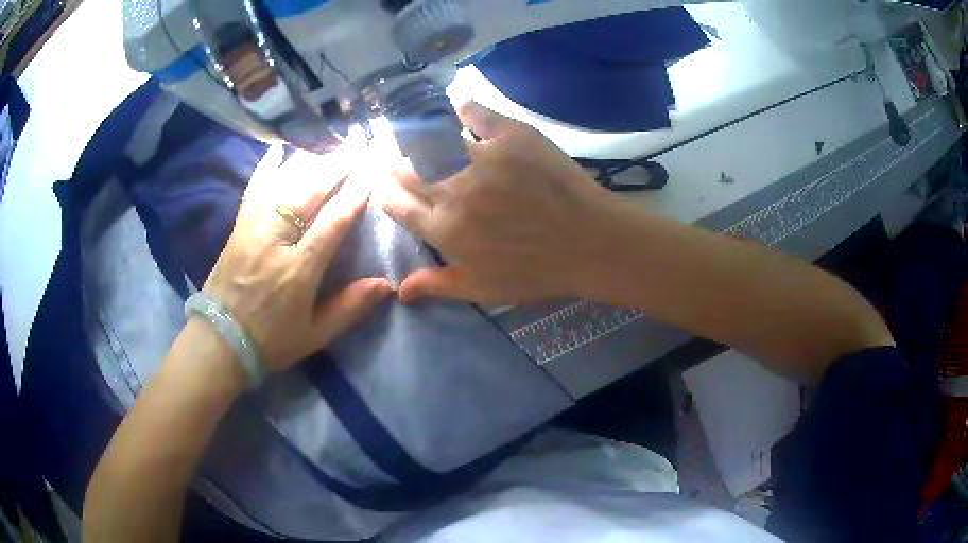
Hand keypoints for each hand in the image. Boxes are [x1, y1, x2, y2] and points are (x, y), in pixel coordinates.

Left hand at [202, 146, 392, 372]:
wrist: (219, 342)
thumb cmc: (270, 341)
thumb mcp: (314, 335)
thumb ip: (350, 308)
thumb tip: (388, 284)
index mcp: (298, 271)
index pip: (332, 223)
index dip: (354, 195)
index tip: (372, 173)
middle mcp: (274, 241)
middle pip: (308, 193)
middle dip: (336, 166)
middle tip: (357, 144)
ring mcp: (252, 229)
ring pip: (283, 184)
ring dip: (310, 161)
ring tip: (331, 144)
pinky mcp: (237, 227)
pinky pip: (254, 189)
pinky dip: (266, 167)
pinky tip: (279, 148)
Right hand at [380, 102, 624, 304]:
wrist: (590, 243)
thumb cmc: (537, 271)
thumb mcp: (483, 290)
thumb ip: (437, 286)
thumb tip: (398, 290)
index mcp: (444, 230)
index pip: (396, 204)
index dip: (388, 193)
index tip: (389, 185)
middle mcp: (453, 191)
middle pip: (408, 170)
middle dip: (398, 164)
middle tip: (403, 159)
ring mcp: (482, 158)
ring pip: (433, 138)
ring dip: (421, 136)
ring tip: (422, 133)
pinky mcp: (511, 136)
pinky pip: (474, 112)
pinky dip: (463, 108)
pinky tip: (459, 110)